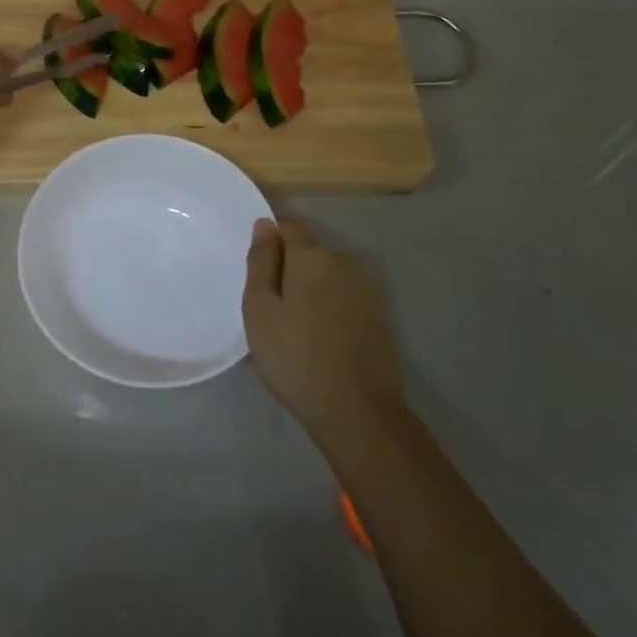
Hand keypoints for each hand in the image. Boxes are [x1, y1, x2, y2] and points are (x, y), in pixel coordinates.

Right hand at [242, 219, 406, 452]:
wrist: (357, 412)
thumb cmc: (295, 357)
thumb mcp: (260, 308)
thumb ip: (261, 261)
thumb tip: (265, 224)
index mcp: (313, 255)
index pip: (287, 228)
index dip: (269, 247)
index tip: (258, 280)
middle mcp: (344, 262)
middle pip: (308, 253)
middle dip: (288, 272)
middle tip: (270, 313)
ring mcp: (366, 289)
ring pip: (326, 277)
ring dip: (309, 293)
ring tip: (292, 333)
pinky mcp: (379, 315)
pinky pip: (342, 299)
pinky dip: (327, 310)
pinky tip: (317, 343)